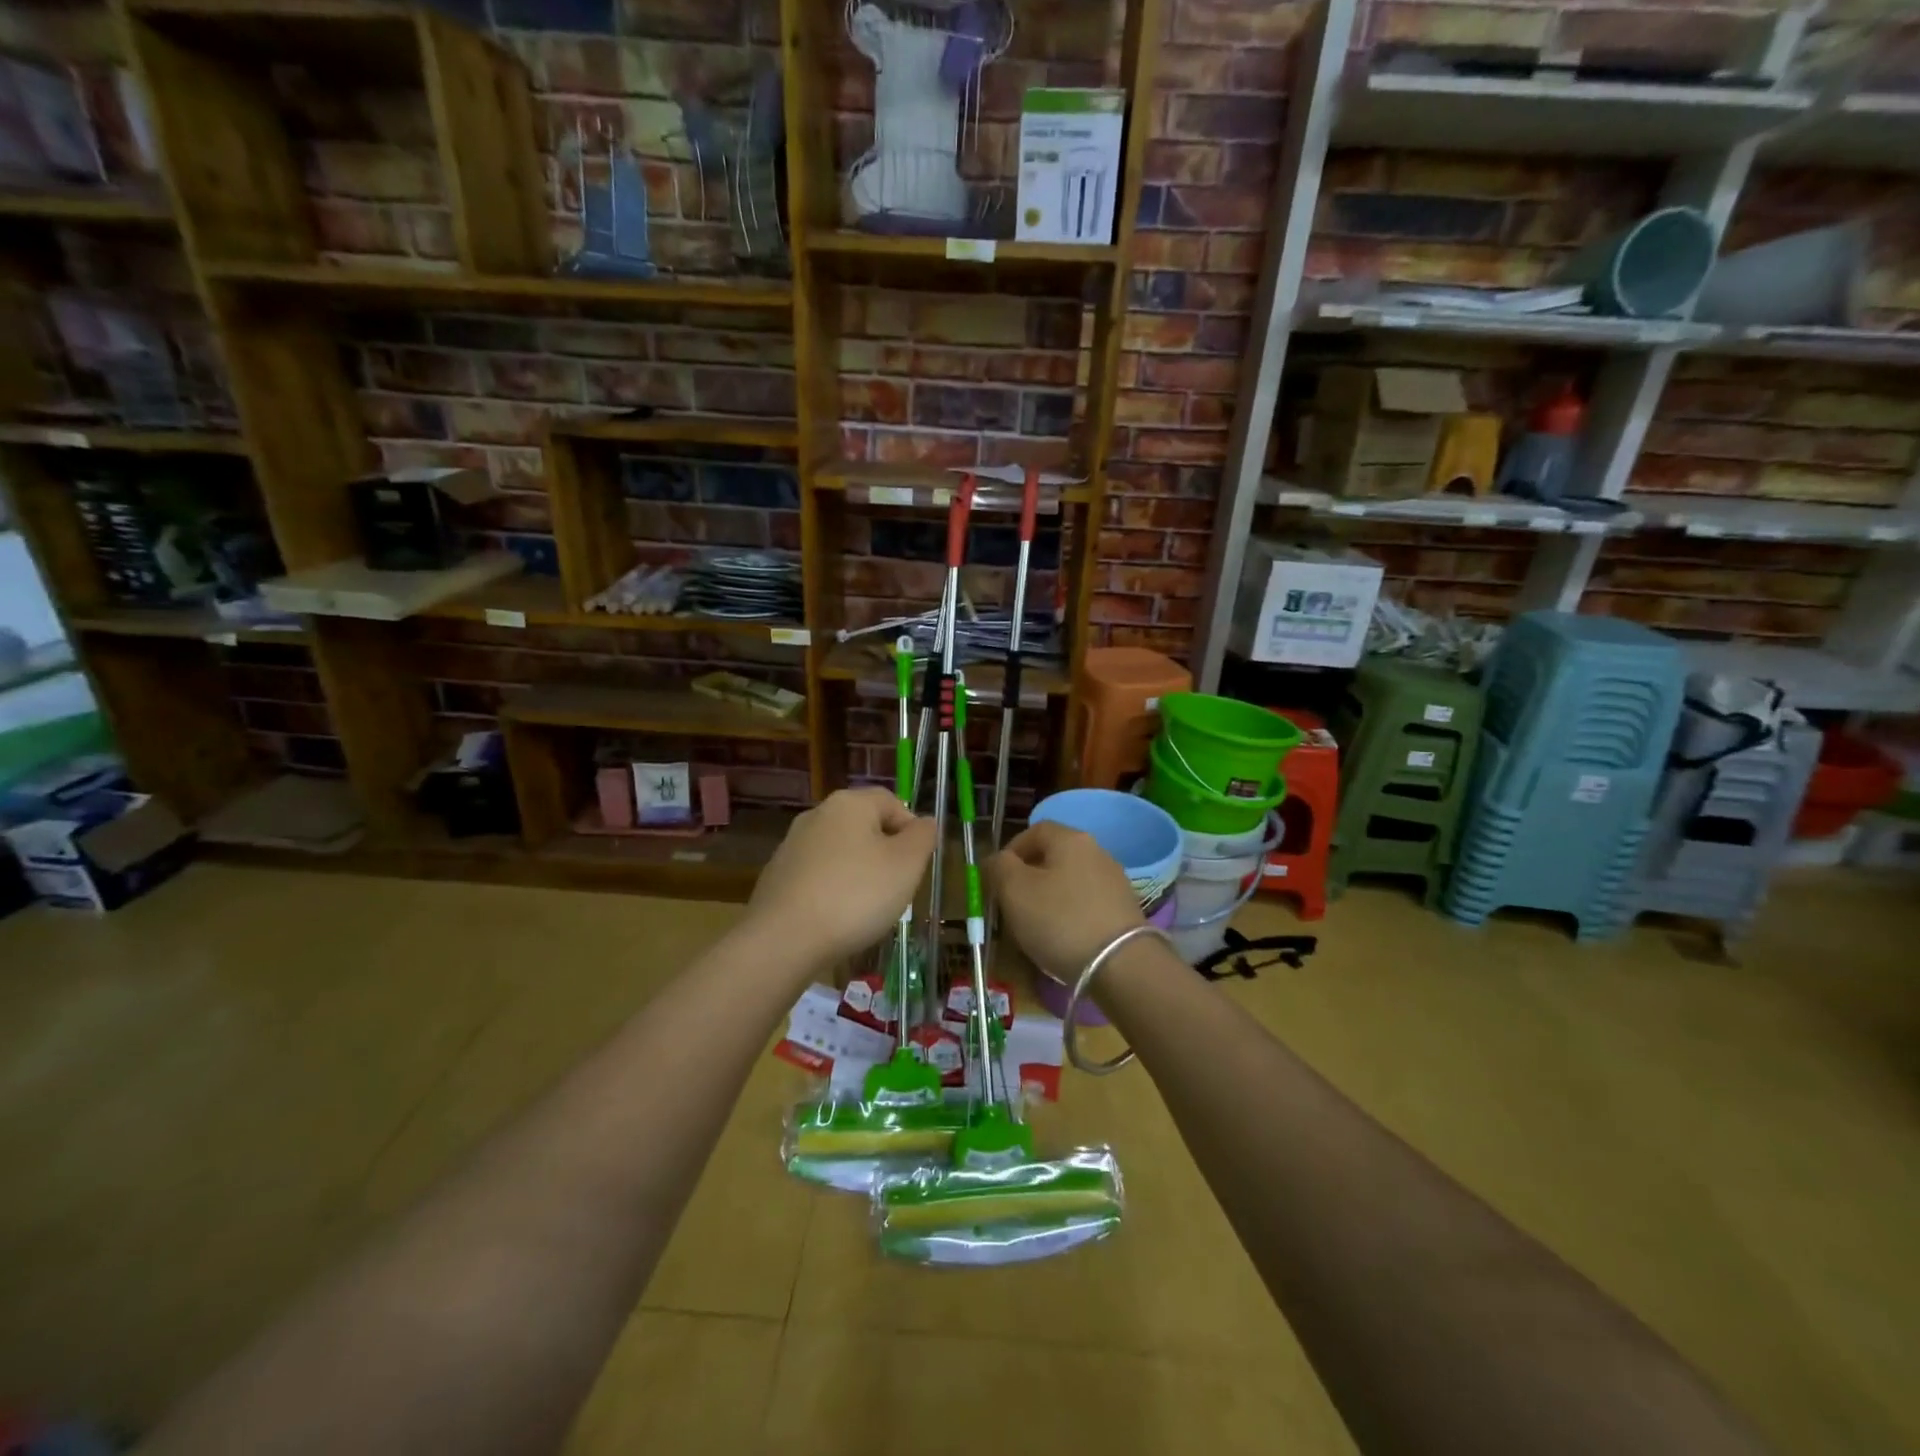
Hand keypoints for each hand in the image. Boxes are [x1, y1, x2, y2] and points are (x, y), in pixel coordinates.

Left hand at [749, 787, 935, 966]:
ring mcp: (792, 845)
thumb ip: (922, 837)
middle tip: (897, 887)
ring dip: (858, 873)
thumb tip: (924, 822)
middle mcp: (817, 815)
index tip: (917, 864)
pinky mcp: (777, 876)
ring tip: (867, 908)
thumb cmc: (855, 895)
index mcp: (849, 803)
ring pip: (840, 852)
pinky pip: (817, 876)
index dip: (911, 829)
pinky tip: (837, 919)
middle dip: (885, 853)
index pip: (891, 801)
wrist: (783, 940)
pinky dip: (832, 890)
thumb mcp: (906, 865)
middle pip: (864, 826)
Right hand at [987, 822, 1145, 980]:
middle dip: (1029, 878)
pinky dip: (1071, 916)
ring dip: (1049, 899)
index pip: (1035, 830)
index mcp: (1070, 839)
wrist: (1121, 965)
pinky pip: (1087, 905)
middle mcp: (1097, 852)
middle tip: (1012, 905)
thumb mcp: (1014, 890)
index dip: (1011, 850)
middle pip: (1054, 856)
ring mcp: (1115, 882)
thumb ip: (999, 867)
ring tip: (1035, 928)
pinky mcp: (1125, 911)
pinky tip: (1063, 940)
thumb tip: (997, 860)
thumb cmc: (1059, 919)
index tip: (997, 878)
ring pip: (1070, 882)